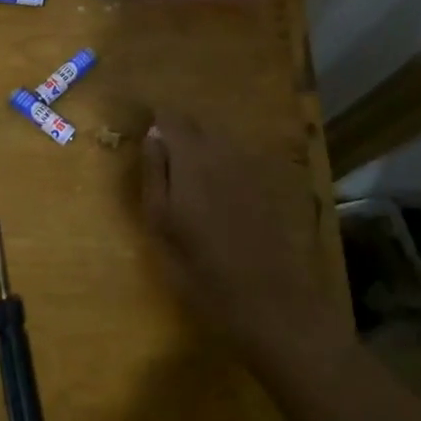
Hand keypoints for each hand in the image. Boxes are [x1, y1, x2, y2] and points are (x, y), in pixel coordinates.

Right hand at [141, 113, 337, 358]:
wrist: (274, 304)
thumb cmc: (203, 271)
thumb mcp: (162, 226)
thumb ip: (155, 174)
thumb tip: (152, 136)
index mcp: (193, 158)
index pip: (171, 116)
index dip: (156, 124)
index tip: (146, 143)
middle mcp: (225, 151)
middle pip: (197, 125)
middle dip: (179, 137)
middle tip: (165, 168)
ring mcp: (253, 166)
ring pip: (220, 141)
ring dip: (202, 151)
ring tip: (191, 186)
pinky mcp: (273, 184)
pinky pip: (240, 160)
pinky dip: (225, 168)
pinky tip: (221, 200)